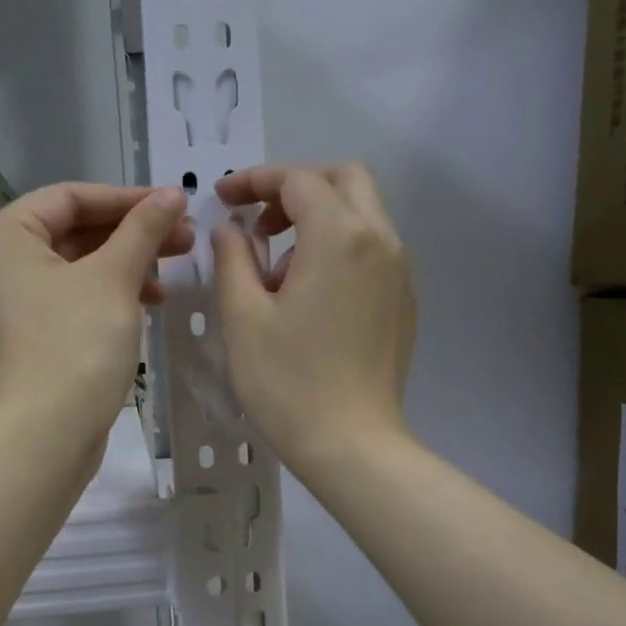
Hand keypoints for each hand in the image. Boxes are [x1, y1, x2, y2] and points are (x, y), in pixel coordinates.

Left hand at [0, 184, 192, 439]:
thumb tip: (172, 195)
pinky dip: (111, 295)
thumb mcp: (113, 278)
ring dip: (127, 265)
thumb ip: (142, 229)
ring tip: (174, 272)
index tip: (176, 206)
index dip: (128, 199)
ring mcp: (13, 303)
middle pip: (75, 231)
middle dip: (132, 234)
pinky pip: (75, 298)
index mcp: (2, 236)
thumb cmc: (74, 345)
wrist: (44, 437)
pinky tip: (150, 302)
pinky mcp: (31, 336)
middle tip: (186, 239)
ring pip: (79, 267)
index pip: (70, 197)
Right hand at [212, 163, 414, 471]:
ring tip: (278, 270)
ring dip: (319, 218)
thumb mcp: (243, 318)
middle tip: (259, 222)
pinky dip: (339, 247)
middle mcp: (380, 241)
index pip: (298, 180)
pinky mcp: (403, 301)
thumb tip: (231, 231)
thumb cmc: (288, 383)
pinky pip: (372, 250)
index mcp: (340, 236)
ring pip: (363, 214)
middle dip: (296, 187)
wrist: (352, 445)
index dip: (255, 180)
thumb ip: (233, 260)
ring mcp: (399, 272)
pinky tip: (309, 294)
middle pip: (344, 180)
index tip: (223, 197)